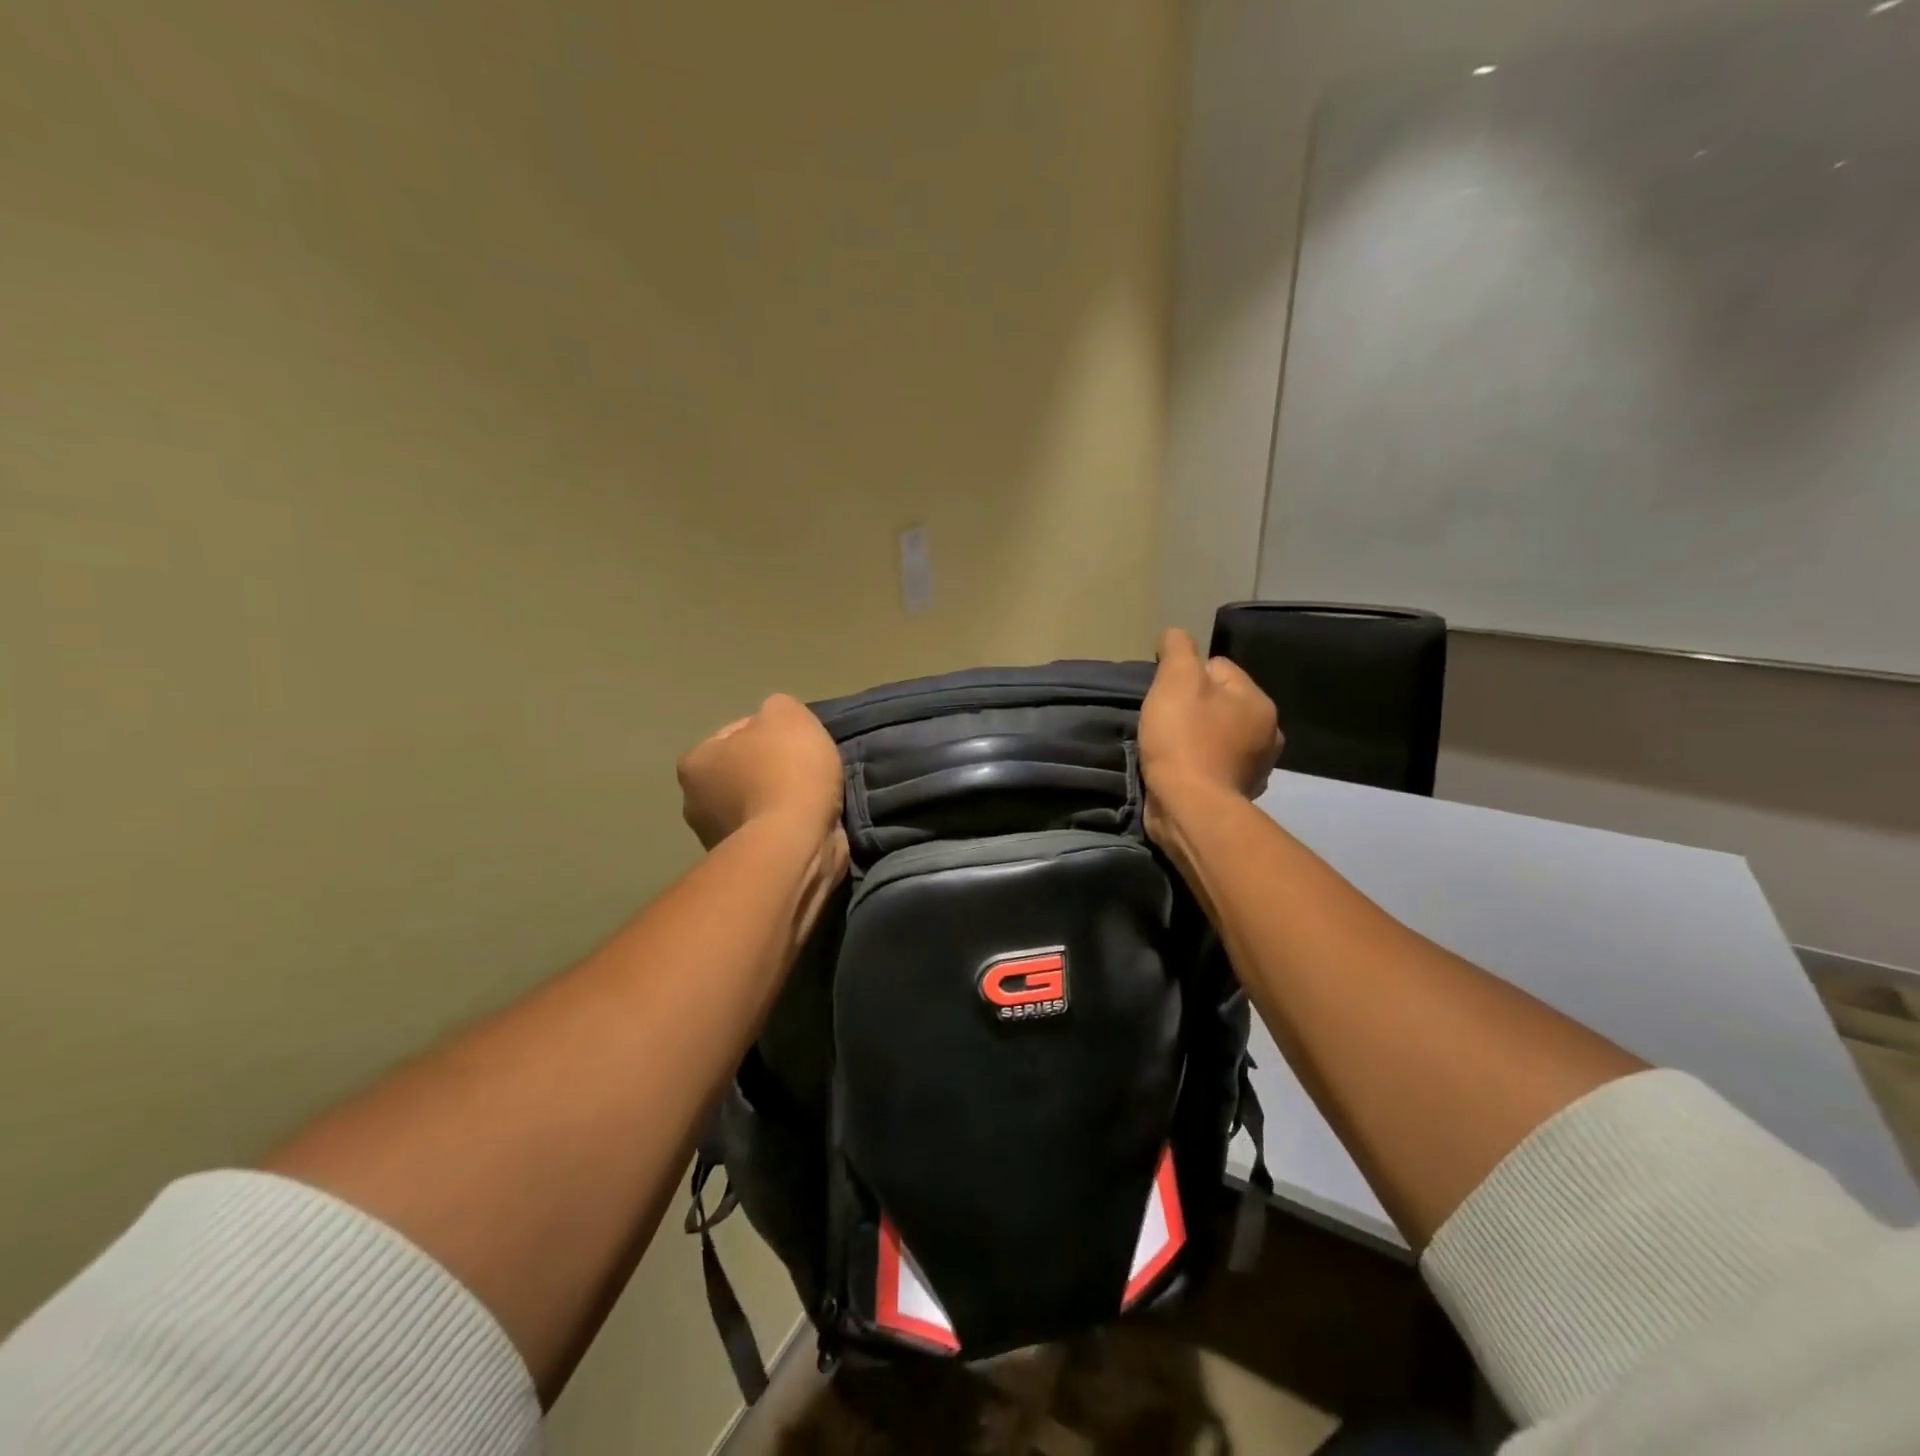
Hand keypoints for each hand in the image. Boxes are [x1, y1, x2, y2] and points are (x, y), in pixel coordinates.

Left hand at [678, 694, 843, 848]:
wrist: (796, 844)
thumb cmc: (785, 772)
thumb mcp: (787, 714)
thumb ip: (777, 708)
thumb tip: (775, 723)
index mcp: (695, 763)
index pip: (735, 734)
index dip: (771, 732)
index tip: (799, 742)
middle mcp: (695, 803)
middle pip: (744, 773)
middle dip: (772, 771)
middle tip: (808, 770)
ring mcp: (718, 840)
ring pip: (758, 805)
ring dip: (782, 802)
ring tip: (816, 799)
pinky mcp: (747, 866)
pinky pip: (772, 834)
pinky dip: (789, 829)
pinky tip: (813, 824)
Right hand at [1138, 628, 1282, 814]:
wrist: (1189, 808)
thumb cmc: (1184, 739)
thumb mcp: (1176, 680)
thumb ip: (1178, 649)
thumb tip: (1176, 634)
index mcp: (1259, 702)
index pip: (1217, 668)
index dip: (1184, 677)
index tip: (1165, 696)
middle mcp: (1267, 734)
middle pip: (1218, 703)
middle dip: (1191, 709)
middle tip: (1163, 722)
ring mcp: (1255, 768)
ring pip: (1216, 736)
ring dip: (1195, 739)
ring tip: (1167, 748)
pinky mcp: (1236, 795)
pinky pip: (1213, 766)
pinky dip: (1197, 766)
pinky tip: (1178, 771)